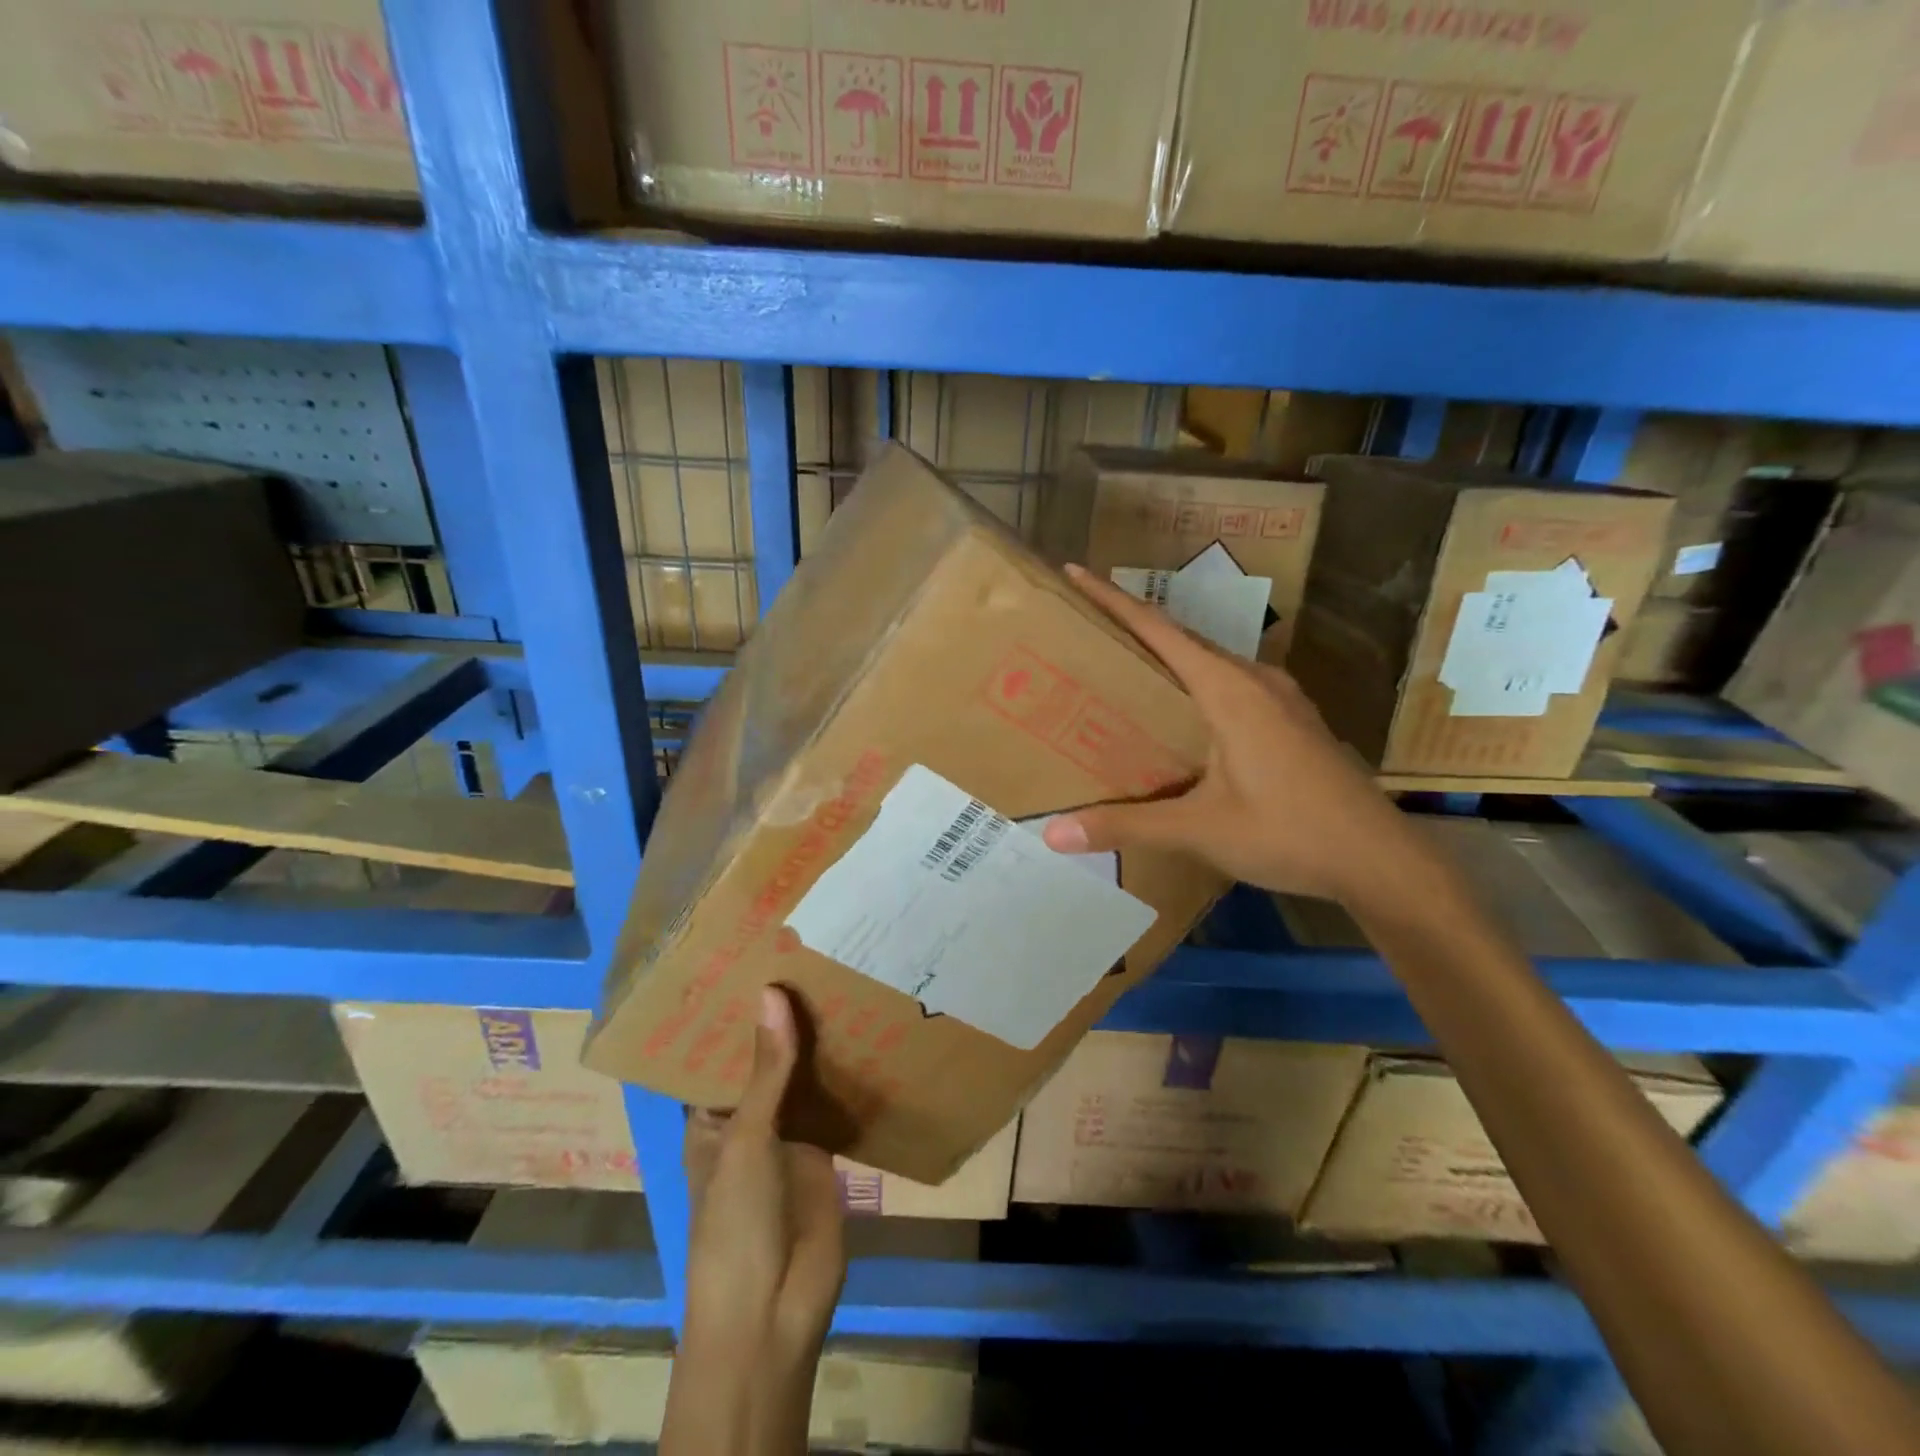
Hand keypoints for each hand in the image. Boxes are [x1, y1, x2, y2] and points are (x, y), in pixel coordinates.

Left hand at [681, 985, 845, 1359]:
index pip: (721, 1053)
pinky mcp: (825, 1149)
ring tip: (843, 977)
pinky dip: (850, 1073)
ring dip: (820, 1042)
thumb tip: (772, 992)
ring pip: (804, 1078)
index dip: (737, 1012)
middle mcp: (748, 1119)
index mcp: (711, 1118)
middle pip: (768, 1060)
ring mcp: (789, 1134)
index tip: (760, 957)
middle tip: (813, 953)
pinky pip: (836, 1102)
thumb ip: (767, 1070)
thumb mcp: (746, 1140)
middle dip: (785, 1020)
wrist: (774, 1311)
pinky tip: (870, 1030)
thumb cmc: (736, 1223)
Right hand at [1041, 564, 1445, 915]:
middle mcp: (1254, 679)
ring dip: (1165, 659)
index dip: (1112, 599)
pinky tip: (1177, 716)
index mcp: (1228, 689)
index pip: (1158, 628)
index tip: (1075, 572)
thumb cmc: (1289, 833)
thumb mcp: (1199, 830)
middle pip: (1181, 639)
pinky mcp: (1291, 720)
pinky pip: (1229, 686)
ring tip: (1120, 671)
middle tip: (1082, 632)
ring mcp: (1279, 698)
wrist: (1381, 860)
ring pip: (1208, 663)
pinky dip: (1192, 686)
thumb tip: (1054, 835)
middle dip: (1131, 629)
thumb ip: (1125, 825)